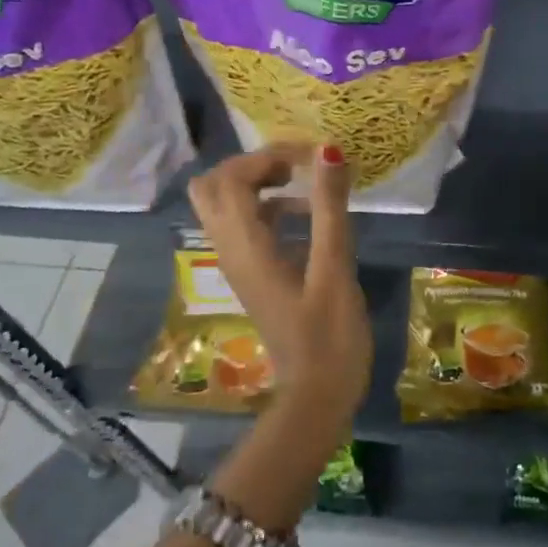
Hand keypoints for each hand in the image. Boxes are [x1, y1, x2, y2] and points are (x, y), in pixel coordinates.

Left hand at [186, 143, 370, 429]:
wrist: (317, 396)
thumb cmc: (330, 335)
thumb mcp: (334, 267)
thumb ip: (329, 207)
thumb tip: (327, 150)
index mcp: (245, 246)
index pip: (230, 178)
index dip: (267, 156)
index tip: (311, 157)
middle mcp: (230, 250)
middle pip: (212, 186)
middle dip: (251, 165)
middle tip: (295, 167)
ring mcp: (238, 264)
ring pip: (225, 204)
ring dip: (258, 183)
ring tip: (305, 183)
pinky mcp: (253, 274)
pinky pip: (245, 225)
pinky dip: (268, 206)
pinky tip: (307, 215)